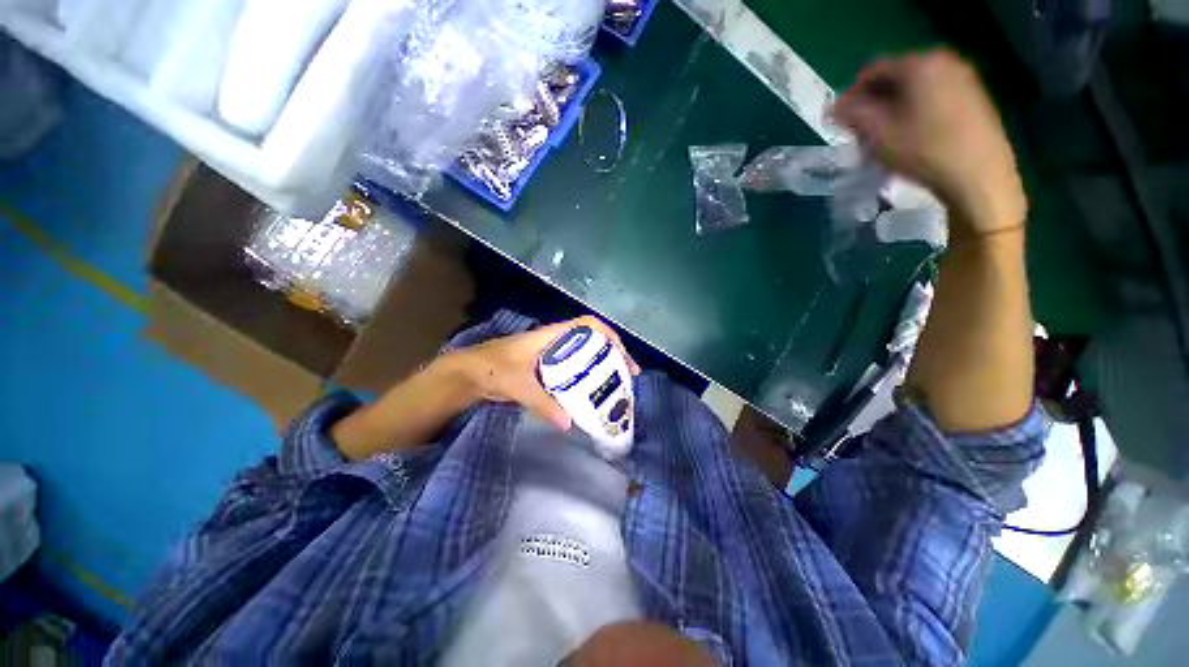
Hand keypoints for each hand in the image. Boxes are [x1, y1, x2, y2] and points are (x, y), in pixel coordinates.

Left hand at [449, 316, 640, 430]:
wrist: (468, 374)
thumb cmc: (492, 368)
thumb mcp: (519, 383)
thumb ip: (543, 403)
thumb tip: (568, 424)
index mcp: (552, 335)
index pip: (587, 325)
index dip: (608, 334)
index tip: (622, 355)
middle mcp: (556, 343)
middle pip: (591, 342)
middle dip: (612, 355)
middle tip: (627, 376)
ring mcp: (551, 356)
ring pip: (583, 357)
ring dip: (600, 368)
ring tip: (615, 387)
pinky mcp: (546, 370)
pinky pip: (572, 372)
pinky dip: (584, 381)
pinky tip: (590, 397)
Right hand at [832, 49, 1025, 240]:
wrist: (978, 175)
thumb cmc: (922, 150)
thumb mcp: (876, 133)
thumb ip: (853, 114)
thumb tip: (837, 107)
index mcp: (918, 63)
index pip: (873, 71)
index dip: (851, 95)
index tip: (841, 121)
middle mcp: (944, 61)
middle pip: (896, 76)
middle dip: (874, 101)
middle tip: (861, 130)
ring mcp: (964, 78)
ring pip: (915, 87)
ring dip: (894, 107)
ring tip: (884, 135)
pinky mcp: (975, 97)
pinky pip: (934, 96)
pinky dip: (916, 110)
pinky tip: (911, 135)